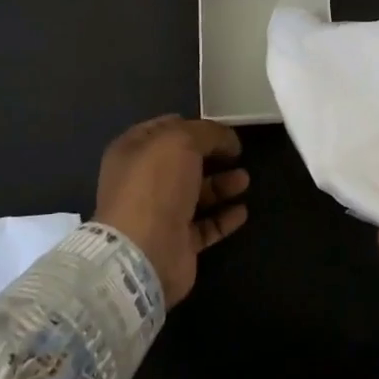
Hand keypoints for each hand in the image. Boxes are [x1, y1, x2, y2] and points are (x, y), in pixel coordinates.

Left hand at [95, 115, 249, 305]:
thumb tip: (227, 139)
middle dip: (211, 155)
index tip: (220, 128)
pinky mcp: (177, 244)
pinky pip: (205, 226)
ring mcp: (159, 214)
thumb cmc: (156, 185)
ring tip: (245, 180)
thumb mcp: (181, 141)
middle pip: (182, 162)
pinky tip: (242, 211)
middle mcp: (143, 181)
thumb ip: (207, 132)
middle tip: (237, 153)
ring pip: (196, 194)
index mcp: (132, 151)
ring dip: (221, 185)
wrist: (144, 253)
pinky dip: (224, 217)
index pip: (163, 129)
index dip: (191, 125)